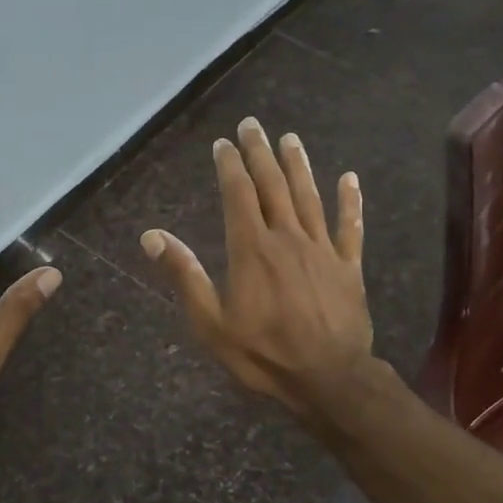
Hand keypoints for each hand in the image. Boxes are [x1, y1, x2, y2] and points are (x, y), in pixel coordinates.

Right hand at [141, 117, 374, 423]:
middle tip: (253, 125)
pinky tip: (350, 179)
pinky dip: (349, 201)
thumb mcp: (210, 322)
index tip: (223, 143)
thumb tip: (151, 236)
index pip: (238, 195)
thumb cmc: (262, 353)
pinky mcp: (348, 266)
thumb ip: (184, 275)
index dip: (230, 166)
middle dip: (260, 153)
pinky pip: (350, 227)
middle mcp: (287, 237)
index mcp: (251, 249)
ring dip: (299, 165)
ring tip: (290, 139)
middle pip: (273, 185)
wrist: (328, 378)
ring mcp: (322, 249)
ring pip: (309, 197)